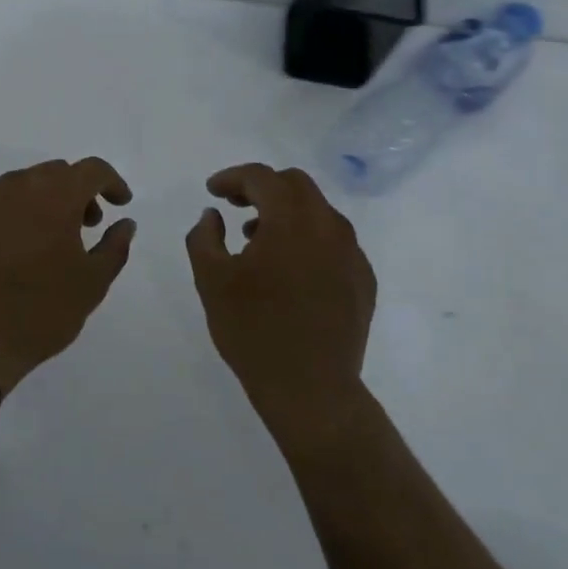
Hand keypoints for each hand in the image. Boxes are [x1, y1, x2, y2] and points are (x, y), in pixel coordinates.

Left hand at [0, 158, 136, 396]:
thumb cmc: (41, 311)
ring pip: (20, 185)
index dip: (110, 182)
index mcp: (56, 196)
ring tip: (44, 240)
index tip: (119, 203)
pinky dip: (8, 214)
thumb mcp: (92, 283)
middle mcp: (17, 185)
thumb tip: (125, 222)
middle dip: (76, 192)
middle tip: (83, 226)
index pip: (91, 170)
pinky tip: (8, 248)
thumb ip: (114, 246)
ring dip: (40, 201)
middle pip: (55, 173)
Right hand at [185, 164, 376, 435]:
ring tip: (256, 238)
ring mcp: (352, 253)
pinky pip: (333, 241)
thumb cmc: (254, 331)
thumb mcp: (211, 280)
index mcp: (291, 220)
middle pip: (296, 185)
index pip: (262, 178)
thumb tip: (213, 215)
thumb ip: (204, 237)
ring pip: (318, 211)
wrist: (311, 390)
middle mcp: (329, 226)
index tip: (212, 191)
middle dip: (262, 187)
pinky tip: (288, 269)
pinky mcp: (363, 279)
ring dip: (285, 212)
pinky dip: (307, 239)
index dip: (232, 177)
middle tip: (234, 205)